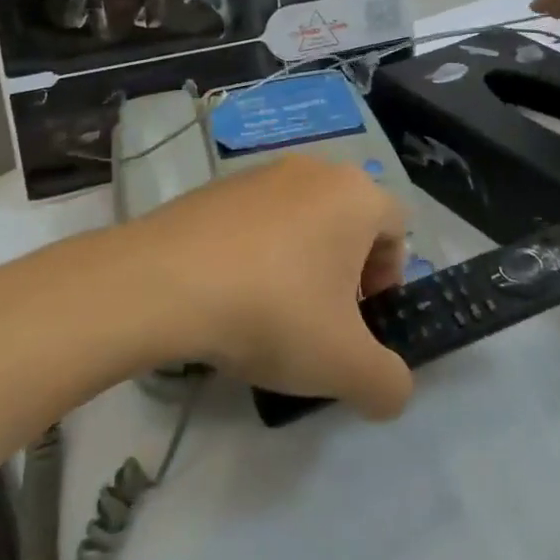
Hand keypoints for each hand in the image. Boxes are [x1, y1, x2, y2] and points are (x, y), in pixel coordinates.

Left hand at [133, 156, 413, 418]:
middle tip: (322, 321)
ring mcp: (260, 173)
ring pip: (302, 220)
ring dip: (301, 262)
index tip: (361, 320)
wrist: (163, 282)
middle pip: (348, 222)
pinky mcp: (217, 187)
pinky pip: (256, 220)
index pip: (396, 229)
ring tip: (271, 313)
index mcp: (355, 195)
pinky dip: (258, 253)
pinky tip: (230, 295)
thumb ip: (387, 383)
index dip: (389, 279)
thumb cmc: (273, 312)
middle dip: (345, 272)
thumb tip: (391, 389)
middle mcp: (314, 170)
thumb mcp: (345, 366)